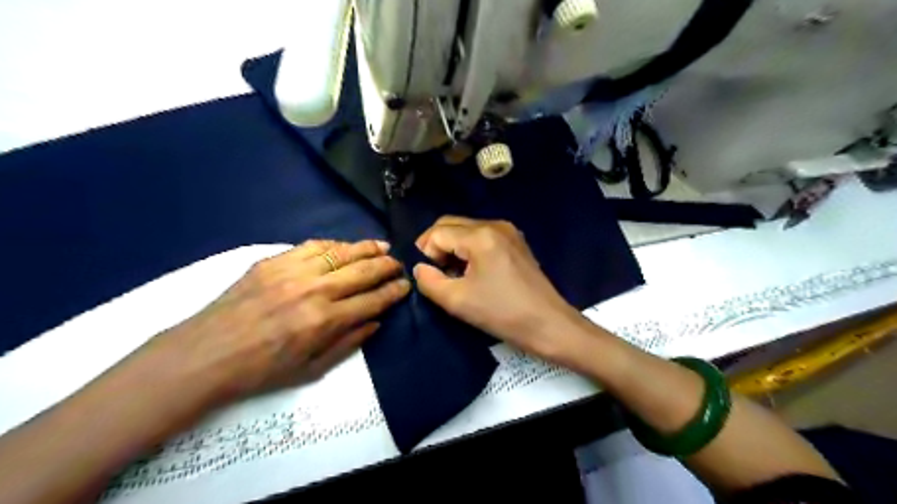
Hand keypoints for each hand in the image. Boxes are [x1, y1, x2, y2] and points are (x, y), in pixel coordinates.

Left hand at [148, 238, 412, 403]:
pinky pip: (313, 246)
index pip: (372, 300)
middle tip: (399, 264)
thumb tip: (376, 321)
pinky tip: (346, 246)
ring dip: (367, 248)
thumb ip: (348, 343)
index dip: (393, 292)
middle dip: (387, 266)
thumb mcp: (311, 370)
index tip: (405, 286)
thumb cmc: (261, 370)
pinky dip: (335, 244)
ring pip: (341, 252)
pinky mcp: (274, 261)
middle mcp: (314, 291)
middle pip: (363, 271)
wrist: (205, 354)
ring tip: (383, 246)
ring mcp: (292, 272)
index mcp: (324, 321)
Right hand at [413, 217, 590, 362]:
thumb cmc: (502, 313)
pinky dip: (469, 249)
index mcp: (481, 235)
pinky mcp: (516, 242)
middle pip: (451, 224)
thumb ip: (429, 281)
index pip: (437, 232)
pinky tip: (472, 271)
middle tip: (435, 273)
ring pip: (466, 229)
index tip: (429, 277)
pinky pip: (482, 237)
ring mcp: (508, 231)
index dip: (425, 253)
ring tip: (453, 275)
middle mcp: (495, 224)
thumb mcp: (457, 301)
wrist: (548, 324)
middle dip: (436, 246)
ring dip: (452, 248)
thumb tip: (419, 268)